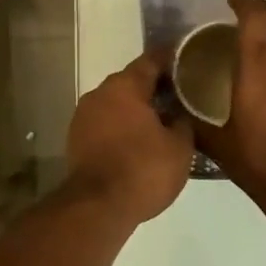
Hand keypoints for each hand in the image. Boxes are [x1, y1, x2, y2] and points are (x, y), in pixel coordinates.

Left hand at [62, 51, 194, 225]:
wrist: (97, 207)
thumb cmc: (143, 169)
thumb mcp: (179, 147)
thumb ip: (183, 121)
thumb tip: (180, 112)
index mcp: (125, 86)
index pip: (151, 60)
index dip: (172, 58)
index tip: (189, 59)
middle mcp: (100, 93)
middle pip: (132, 81)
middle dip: (155, 87)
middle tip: (180, 94)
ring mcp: (84, 116)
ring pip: (117, 103)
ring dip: (137, 109)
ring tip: (163, 119)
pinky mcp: (77, 139)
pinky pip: (106, 123)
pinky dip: (122, 126)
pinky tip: (139, 139)